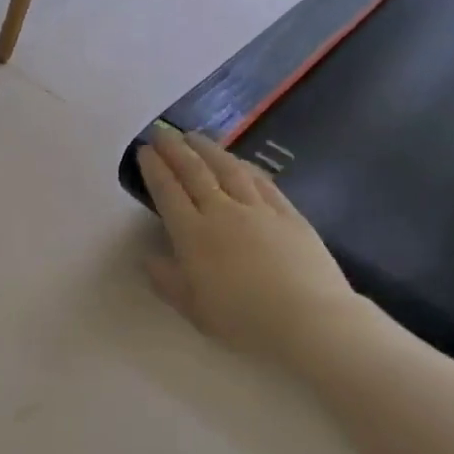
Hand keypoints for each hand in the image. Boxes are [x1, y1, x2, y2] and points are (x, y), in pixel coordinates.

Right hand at [137, 126, 358, 366]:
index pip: (168, 193)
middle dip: (176, 150)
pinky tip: (239, 161)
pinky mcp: (288, 213)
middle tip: (163, 132)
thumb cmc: (245, 321)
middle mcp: (222, 212)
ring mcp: (258, 209)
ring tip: (195, 136)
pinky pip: (261, 181)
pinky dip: (245, 166)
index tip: (145, 151)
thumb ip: (168, 282)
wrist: (308, 318)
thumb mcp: (196, 310)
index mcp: (193, 236)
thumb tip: (148, 259)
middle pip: (195, 173)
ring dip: (208, 149)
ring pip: (228, 169)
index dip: (155, 169)